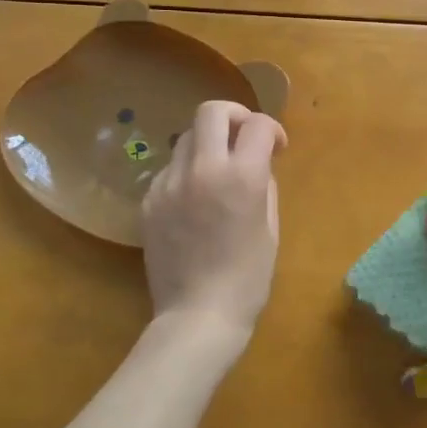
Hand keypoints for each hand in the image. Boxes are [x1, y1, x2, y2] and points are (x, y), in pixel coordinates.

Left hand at [141, 100, 285, 339]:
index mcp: (242, 177)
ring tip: (217, 171)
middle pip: (211, 111)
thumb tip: (258, 165)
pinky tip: (194, 200)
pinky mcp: (149, 201)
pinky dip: (186, 172)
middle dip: (234, 115)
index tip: (276, 148)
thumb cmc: (247, 278)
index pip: (258, 125)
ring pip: (186, 137)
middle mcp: (203, 169)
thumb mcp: (270, 229)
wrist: (197, 316)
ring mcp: (170, 183)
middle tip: (244, 137)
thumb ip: (264, 186)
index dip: (272, 129)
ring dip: (208, 144)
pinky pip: (170, 170)